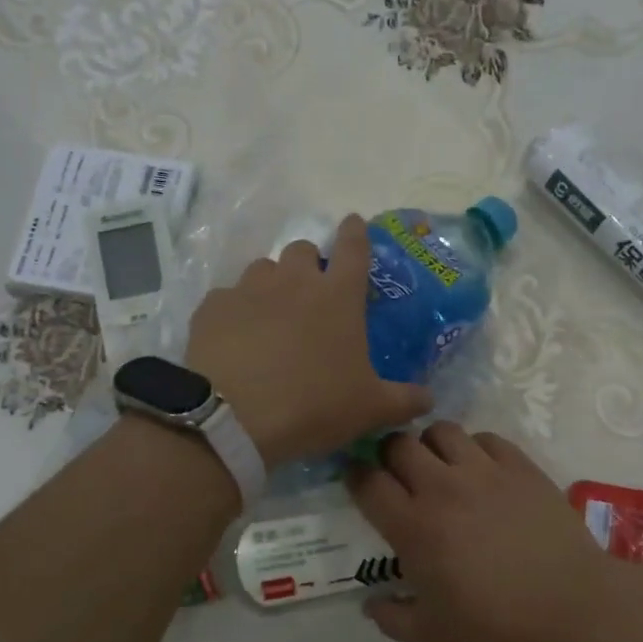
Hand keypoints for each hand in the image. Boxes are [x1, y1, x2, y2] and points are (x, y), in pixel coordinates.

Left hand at [185, 214, 431, 466]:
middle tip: (311, 292)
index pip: (354, 247)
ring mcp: (249, 290)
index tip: (353, 222)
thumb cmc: (313, 406)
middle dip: (310, 263)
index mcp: (338, 296)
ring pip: (263, 268)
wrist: (233, 419)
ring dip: (272, 283)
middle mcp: (294, 281)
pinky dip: (236, 311)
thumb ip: (404, 400)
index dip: (356, 231)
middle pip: (303, 249)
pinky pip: (227, 297)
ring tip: (271, 315)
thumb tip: (429, 400)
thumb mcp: (369, 409)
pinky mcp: (212, 308)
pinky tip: (235, 338)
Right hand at [349, 423, 615, 641]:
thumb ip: (391, 617)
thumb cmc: (497, 625)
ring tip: (441, 466)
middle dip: (390, 454)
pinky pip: (485, 437)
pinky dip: (475, 448)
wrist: (571, 607)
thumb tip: (370, 604)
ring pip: (441, 430)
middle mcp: (442, 488)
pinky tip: (482, 471)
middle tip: (399, 473)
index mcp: (413, 527)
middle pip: (399, 444)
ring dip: (432, 445)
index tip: (358, 479)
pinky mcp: (519, 464)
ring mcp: (483, 470)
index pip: (368, 482)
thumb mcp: (433, 634)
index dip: (356, 476)